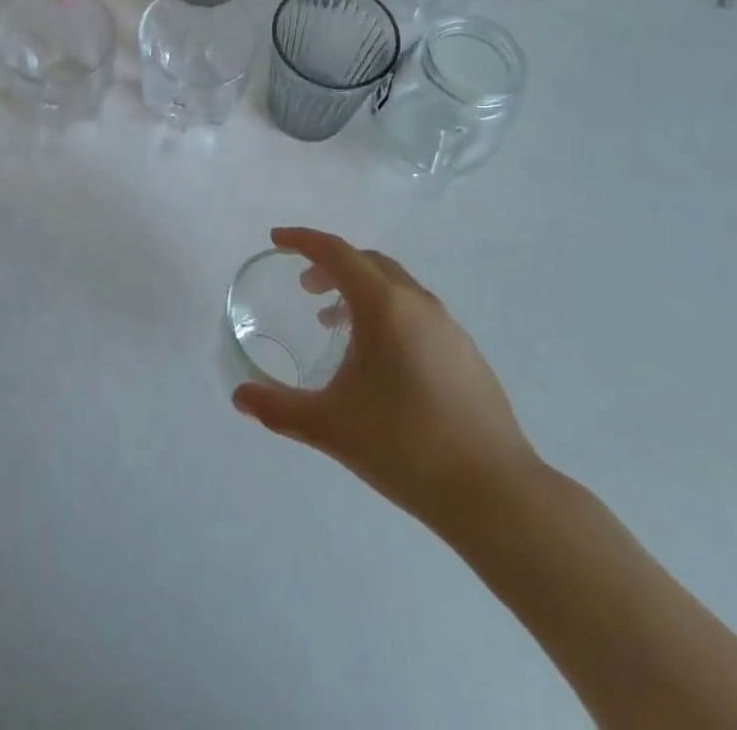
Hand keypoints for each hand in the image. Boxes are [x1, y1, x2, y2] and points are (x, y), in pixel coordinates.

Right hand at [232, 227, 540, 536]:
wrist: (497, 495)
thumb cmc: (405, 447)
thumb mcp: (330, 426)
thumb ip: (278, 408)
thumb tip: (239, 397)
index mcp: (384, 306)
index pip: (336, 253)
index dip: (303, 241)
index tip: (277, 241)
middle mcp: (419, 304)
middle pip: (368, 263)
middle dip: (331, 266)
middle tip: (305, 288)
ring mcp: (449, 328)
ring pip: (396, 287)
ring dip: (360, 291)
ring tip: (336, 324)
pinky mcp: (467, 354)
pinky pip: (417, 312)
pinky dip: (387, 313)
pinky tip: (380, 360)